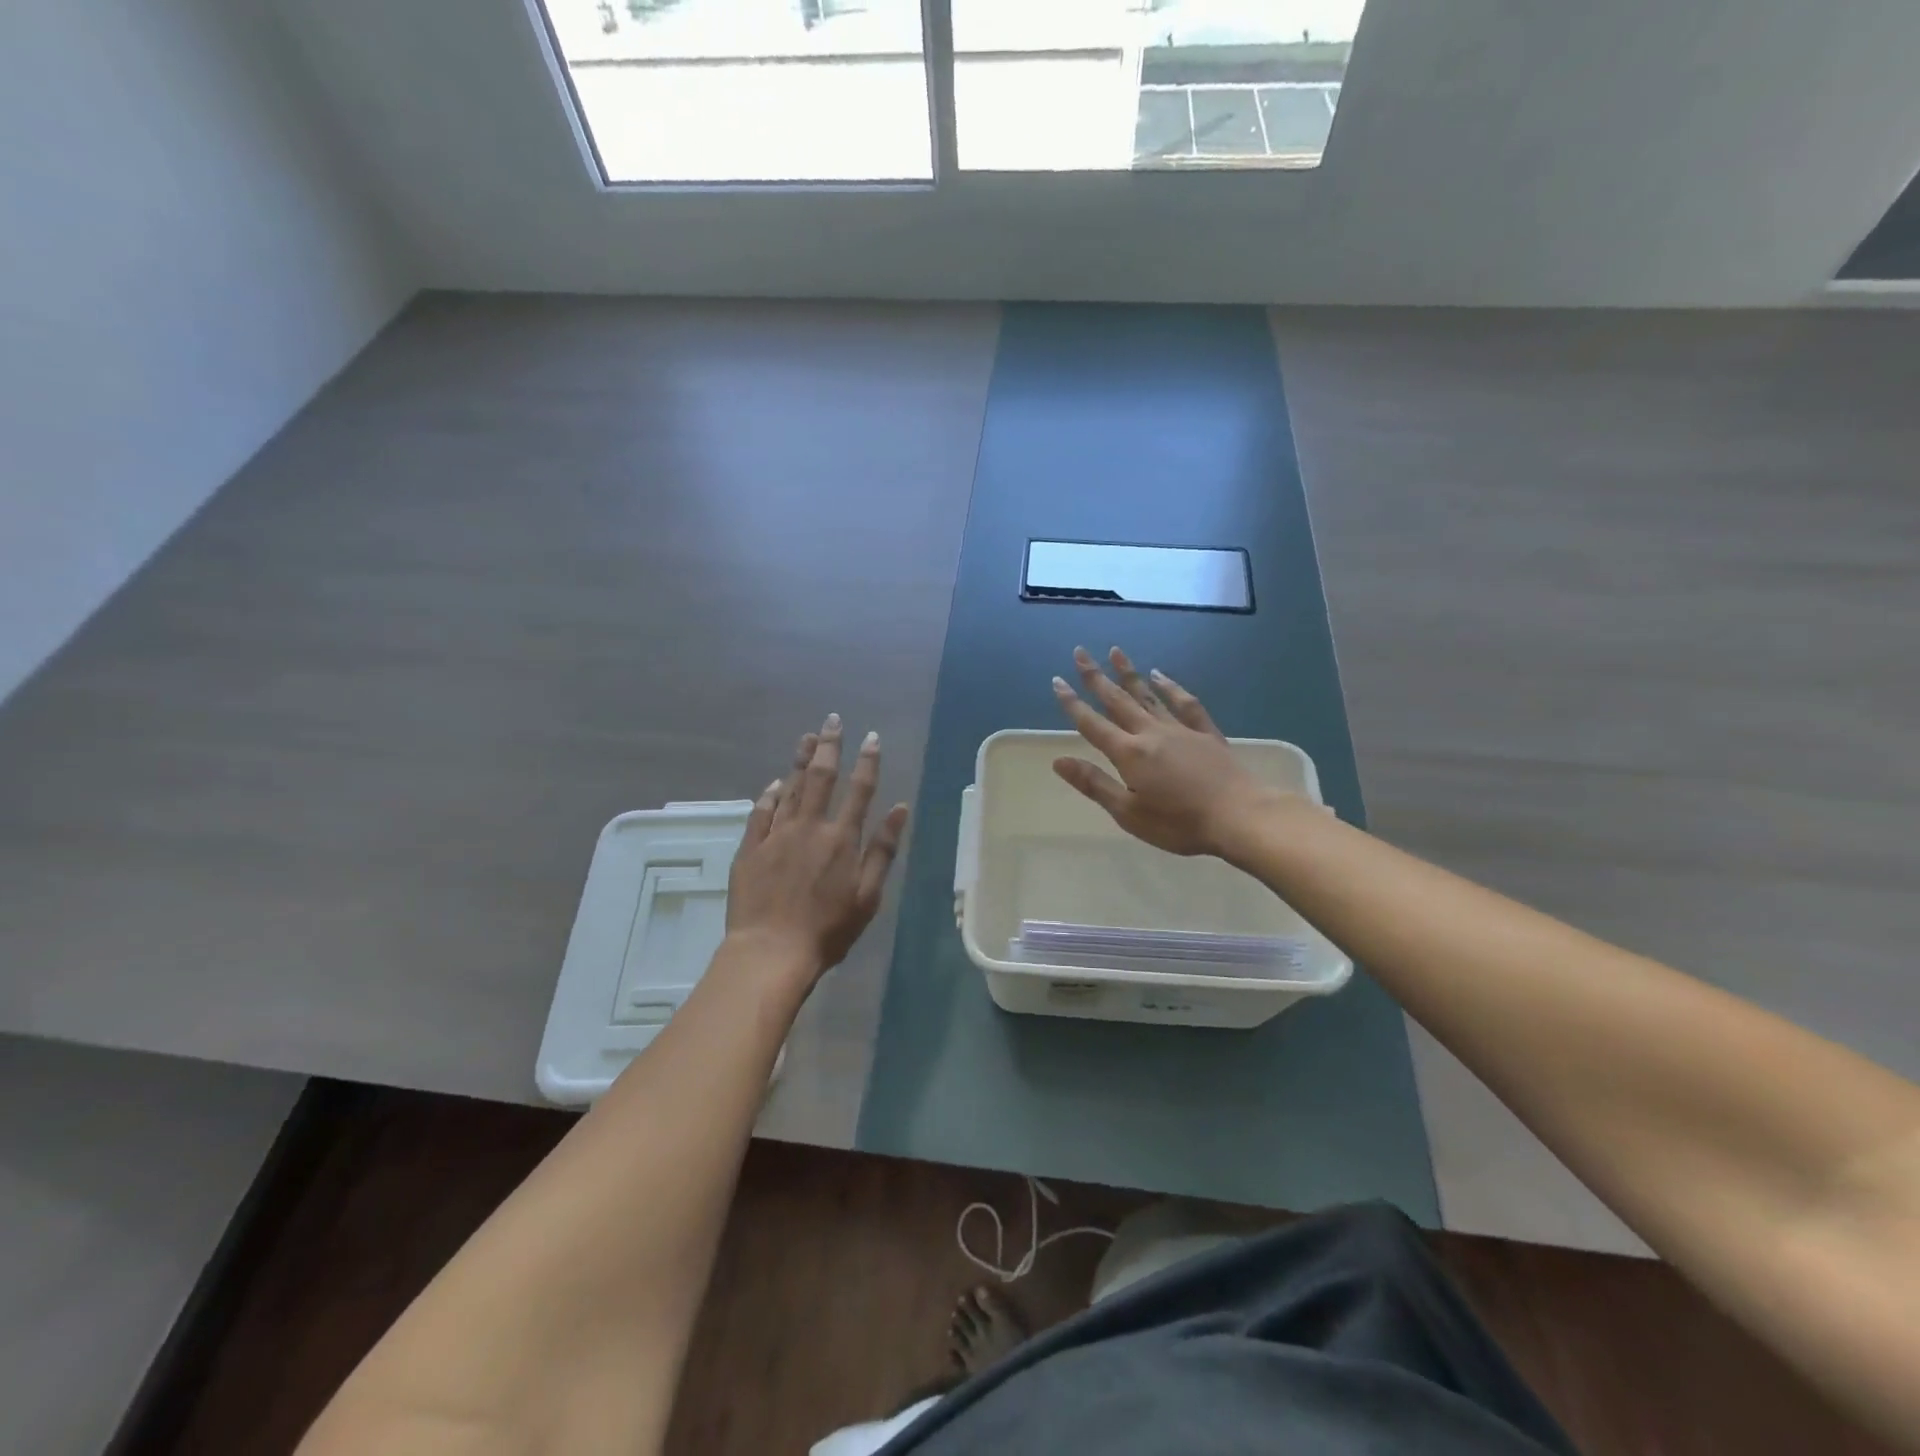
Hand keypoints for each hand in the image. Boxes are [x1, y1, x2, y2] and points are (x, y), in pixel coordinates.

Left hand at [725, 715, 910, 979]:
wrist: (771, 952)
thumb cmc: (828, 930)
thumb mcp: (868, 895)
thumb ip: (883, 849)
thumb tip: (901, 808)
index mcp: (841, 839)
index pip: (859, 790)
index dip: (867, 762)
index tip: (872, 737)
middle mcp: (809, 828)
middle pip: (821, 778)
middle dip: (829, 746)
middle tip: (832, 720)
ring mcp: (776, 836)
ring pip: (790, 789)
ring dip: (800, 761)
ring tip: (808, 737)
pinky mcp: (750, 849)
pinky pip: (761, 813)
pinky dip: (770, 795)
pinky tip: (775, 783)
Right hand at [1050, 647, 1281, 857]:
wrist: (1239, 816)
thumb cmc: (1179, 823)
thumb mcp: (1129, 813)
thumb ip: (1094, 784)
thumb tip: (1059, 761)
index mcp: (1129, 754)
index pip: (1093, 724)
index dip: (1072, 703)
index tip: (1057, 681)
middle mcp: (1151, 733)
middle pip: (1118, 701)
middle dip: (1096, 677)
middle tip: (1080, 652)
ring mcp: (1180, 730)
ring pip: (1148, 695)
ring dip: (1130, 673)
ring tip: (1116, 652)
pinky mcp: (1206, 733)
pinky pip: (1184, 703)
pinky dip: (1171, 687)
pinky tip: (1161, 676)